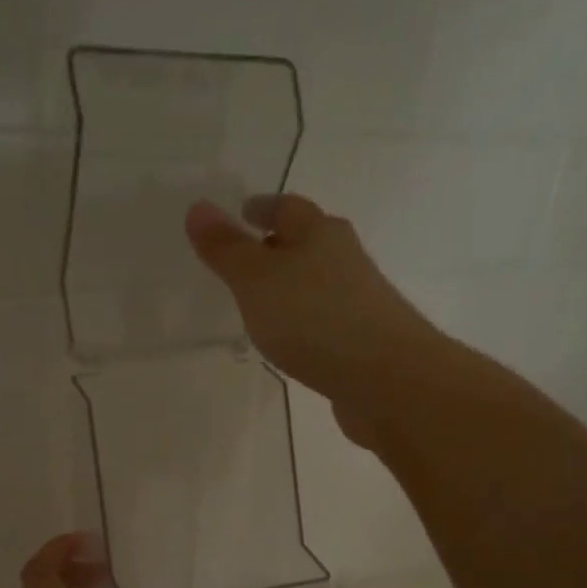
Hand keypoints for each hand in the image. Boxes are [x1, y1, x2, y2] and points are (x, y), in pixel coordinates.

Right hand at [183, 193, 441, 445]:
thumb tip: (198, 206)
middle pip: (308, 243)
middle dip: (278, 247)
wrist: (388, 380)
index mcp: (320, 233)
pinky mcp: (364, 342)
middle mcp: (344, 260)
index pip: (286, 207)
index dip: (261, 208)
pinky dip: (305, 322)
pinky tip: (291, 341)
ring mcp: (359, 302)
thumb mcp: (257, 281)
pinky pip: (325, 321)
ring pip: (318, 284)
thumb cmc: (316, 319)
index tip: (241, 213)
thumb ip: (227, 249)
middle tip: (245, 260)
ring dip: (292, 288)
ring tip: (261, 303)